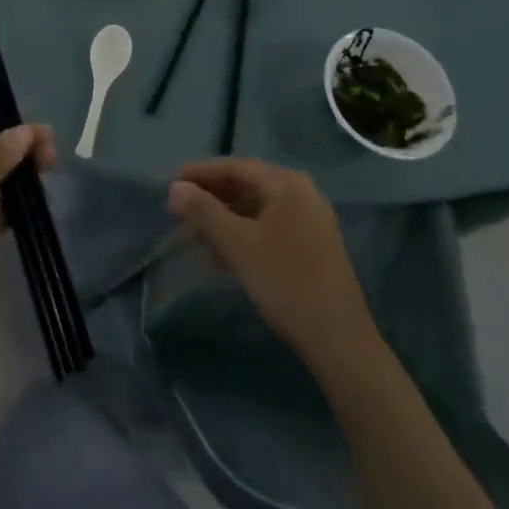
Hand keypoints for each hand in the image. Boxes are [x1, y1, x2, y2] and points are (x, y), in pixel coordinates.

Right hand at [167, 158, 377, 364]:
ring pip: (255, 210)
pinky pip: (267, 229)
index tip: (170, 184)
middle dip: (210, 198)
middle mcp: (301, 195)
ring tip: (192, 235)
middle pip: (246, 186)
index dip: (200, 173)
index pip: (235, 167)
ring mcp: (308, 222)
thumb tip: (175, 188)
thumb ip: (203, 211)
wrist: (338, 341)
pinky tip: (218, 255)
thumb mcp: (237, 244)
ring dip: (222, 220)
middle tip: (177, 211)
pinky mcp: (309, 248)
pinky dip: (241, 236)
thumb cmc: (285, 282)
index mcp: (287, 185)